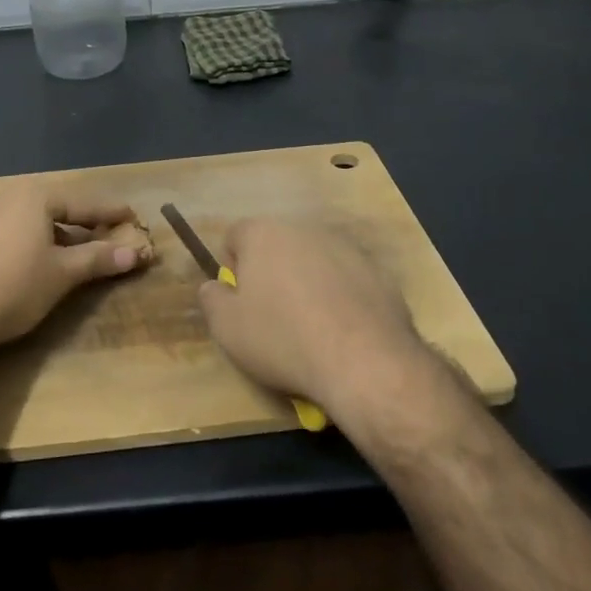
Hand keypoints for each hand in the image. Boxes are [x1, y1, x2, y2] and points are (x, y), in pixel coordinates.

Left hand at [0, 180, 151, 349]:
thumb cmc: (15, 285)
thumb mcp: (63, 272)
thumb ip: (99, 258)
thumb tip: (136, 253)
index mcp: (35, 195)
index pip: (84, 201)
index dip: (111, 212)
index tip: (134, 216)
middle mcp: (9, 195)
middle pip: (59, 206)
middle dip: (86, 221)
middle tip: (112, 231)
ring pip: (37, 219)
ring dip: (63, 233)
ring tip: (85, 248)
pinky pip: (18, 229)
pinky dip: (40, 240)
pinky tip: (48, 258)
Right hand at [195, 219, 428, 422]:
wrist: (364, 361)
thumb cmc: (283, 339)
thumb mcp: (227, 328)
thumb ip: (212, 299)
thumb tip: (214, 286)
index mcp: (264, 234)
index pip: (236, 236)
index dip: (232, 268)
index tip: (240, 302)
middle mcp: (305, 229)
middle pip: (278, 246)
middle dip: (272, 273)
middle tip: (273, 317)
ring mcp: (346, 248)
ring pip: (314, 261)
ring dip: (308, 283)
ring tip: (312, 328)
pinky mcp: (378, 272)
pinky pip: (347, 279)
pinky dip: (341, 297)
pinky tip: (343, 332)